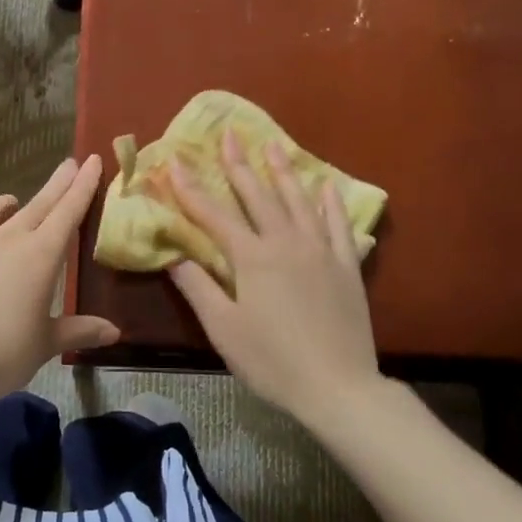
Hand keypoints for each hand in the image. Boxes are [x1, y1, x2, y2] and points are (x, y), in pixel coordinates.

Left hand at [0, 155, 120, 408]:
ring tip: (10, 203)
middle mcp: (6, 240)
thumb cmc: (5, 355)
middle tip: (68, 164)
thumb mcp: (47, 343)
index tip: (91, 160)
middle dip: (56, 183)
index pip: (68, 212)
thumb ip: (80, 330)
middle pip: (37, 204)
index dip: (83, 185)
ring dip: (3, 204)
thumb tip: (114, 332)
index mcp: (41, 256)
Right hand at [168, 132, 382, 424]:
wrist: (339, 387)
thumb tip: (174, 256)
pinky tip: (326, 186)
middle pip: (258, 195)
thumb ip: (199, 288)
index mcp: (252, 258)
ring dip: (284, 171)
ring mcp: (320, 251)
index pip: (213, 215)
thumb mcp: (224, 329)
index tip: (174, 161)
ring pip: (298, 201)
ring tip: (274, 144)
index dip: (190, 188)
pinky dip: (330, 203)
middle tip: (229, 133)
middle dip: (239, 164)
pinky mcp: (347, 266)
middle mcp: (286, 242)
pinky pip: (339, 225)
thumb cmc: (272, 361)